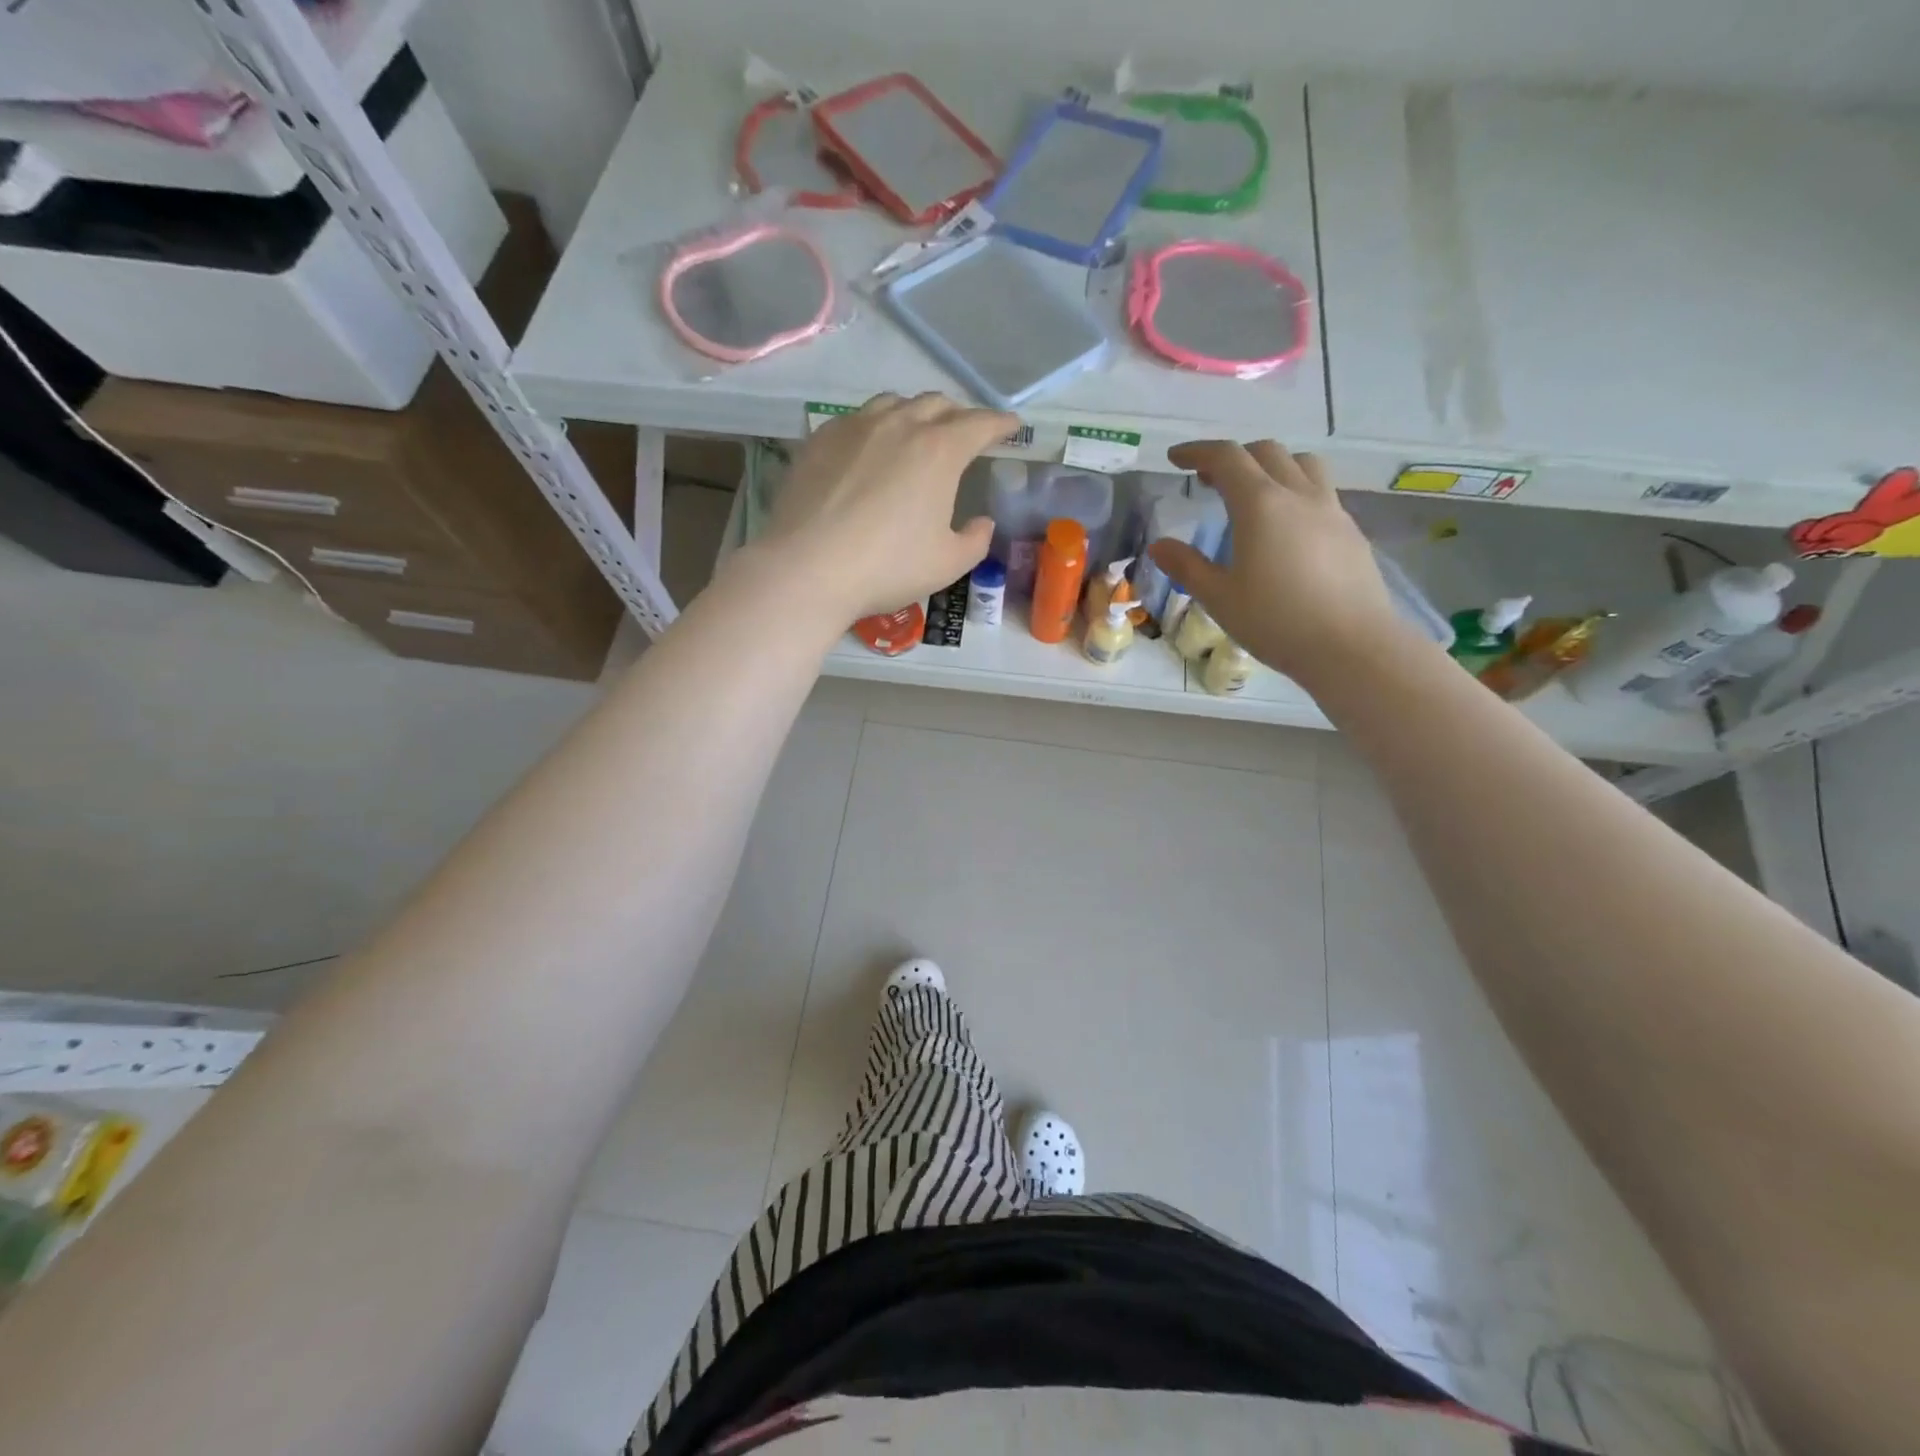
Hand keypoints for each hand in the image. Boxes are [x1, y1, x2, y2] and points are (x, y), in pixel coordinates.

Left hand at [756, 392, 1012, 620]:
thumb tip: (982, 523)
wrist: (808, 568)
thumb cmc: (888, 567)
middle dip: (958, 415)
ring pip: (894, 403)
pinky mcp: (820, 439)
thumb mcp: (947, 564)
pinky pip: (856, 419)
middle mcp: (899, 425)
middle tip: (965, 433)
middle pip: (937, 404)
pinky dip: (875, 426)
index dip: (1000, 424)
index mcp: (939, 451)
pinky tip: (869, 448)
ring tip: (916, 433)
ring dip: (914, 413)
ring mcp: (855, 427)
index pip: (980, 424)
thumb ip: (975, 540)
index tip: (1011, 427)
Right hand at [1149, 440, 1407, 683]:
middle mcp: (1298, 495)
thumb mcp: (1220, 598)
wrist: (1351, 646)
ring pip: (1303, 464)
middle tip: (1209, 479)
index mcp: (1260, 505)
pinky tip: (1287, 526)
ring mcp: (1331, 510)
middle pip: (1266, 452)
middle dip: (1233, 457)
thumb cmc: (1276, 622)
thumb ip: (1187, 567)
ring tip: (1254, 492)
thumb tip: (1159, 546)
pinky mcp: (1351, 531)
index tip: (1176, 458)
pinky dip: (1296, 491)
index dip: (1198, 452)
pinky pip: (1321, 492)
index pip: (1226, 458)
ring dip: (1272, 465)